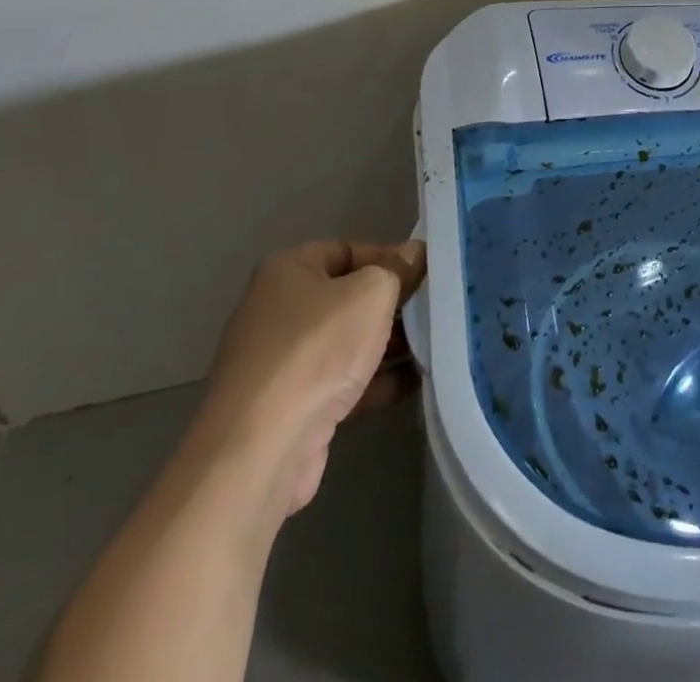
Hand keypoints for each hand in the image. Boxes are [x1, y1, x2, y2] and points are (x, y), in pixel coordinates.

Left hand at [197, 239, 425, 518]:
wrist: (262, 449)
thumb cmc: (316, 350)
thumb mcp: (370, 294)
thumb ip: (397, 270)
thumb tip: (415, 252)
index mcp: (288, 271)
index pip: (347, 251)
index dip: (389, 258)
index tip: (427, 272)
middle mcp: (280, 311)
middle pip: (348, 297)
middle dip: (392, 304)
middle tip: (435, 309)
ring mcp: (284, 362)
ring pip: (348, 342)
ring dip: (389, 344)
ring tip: (436, 344)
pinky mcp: (293, 407)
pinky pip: (344, 382)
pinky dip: (377, 381)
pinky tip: (417, 381)